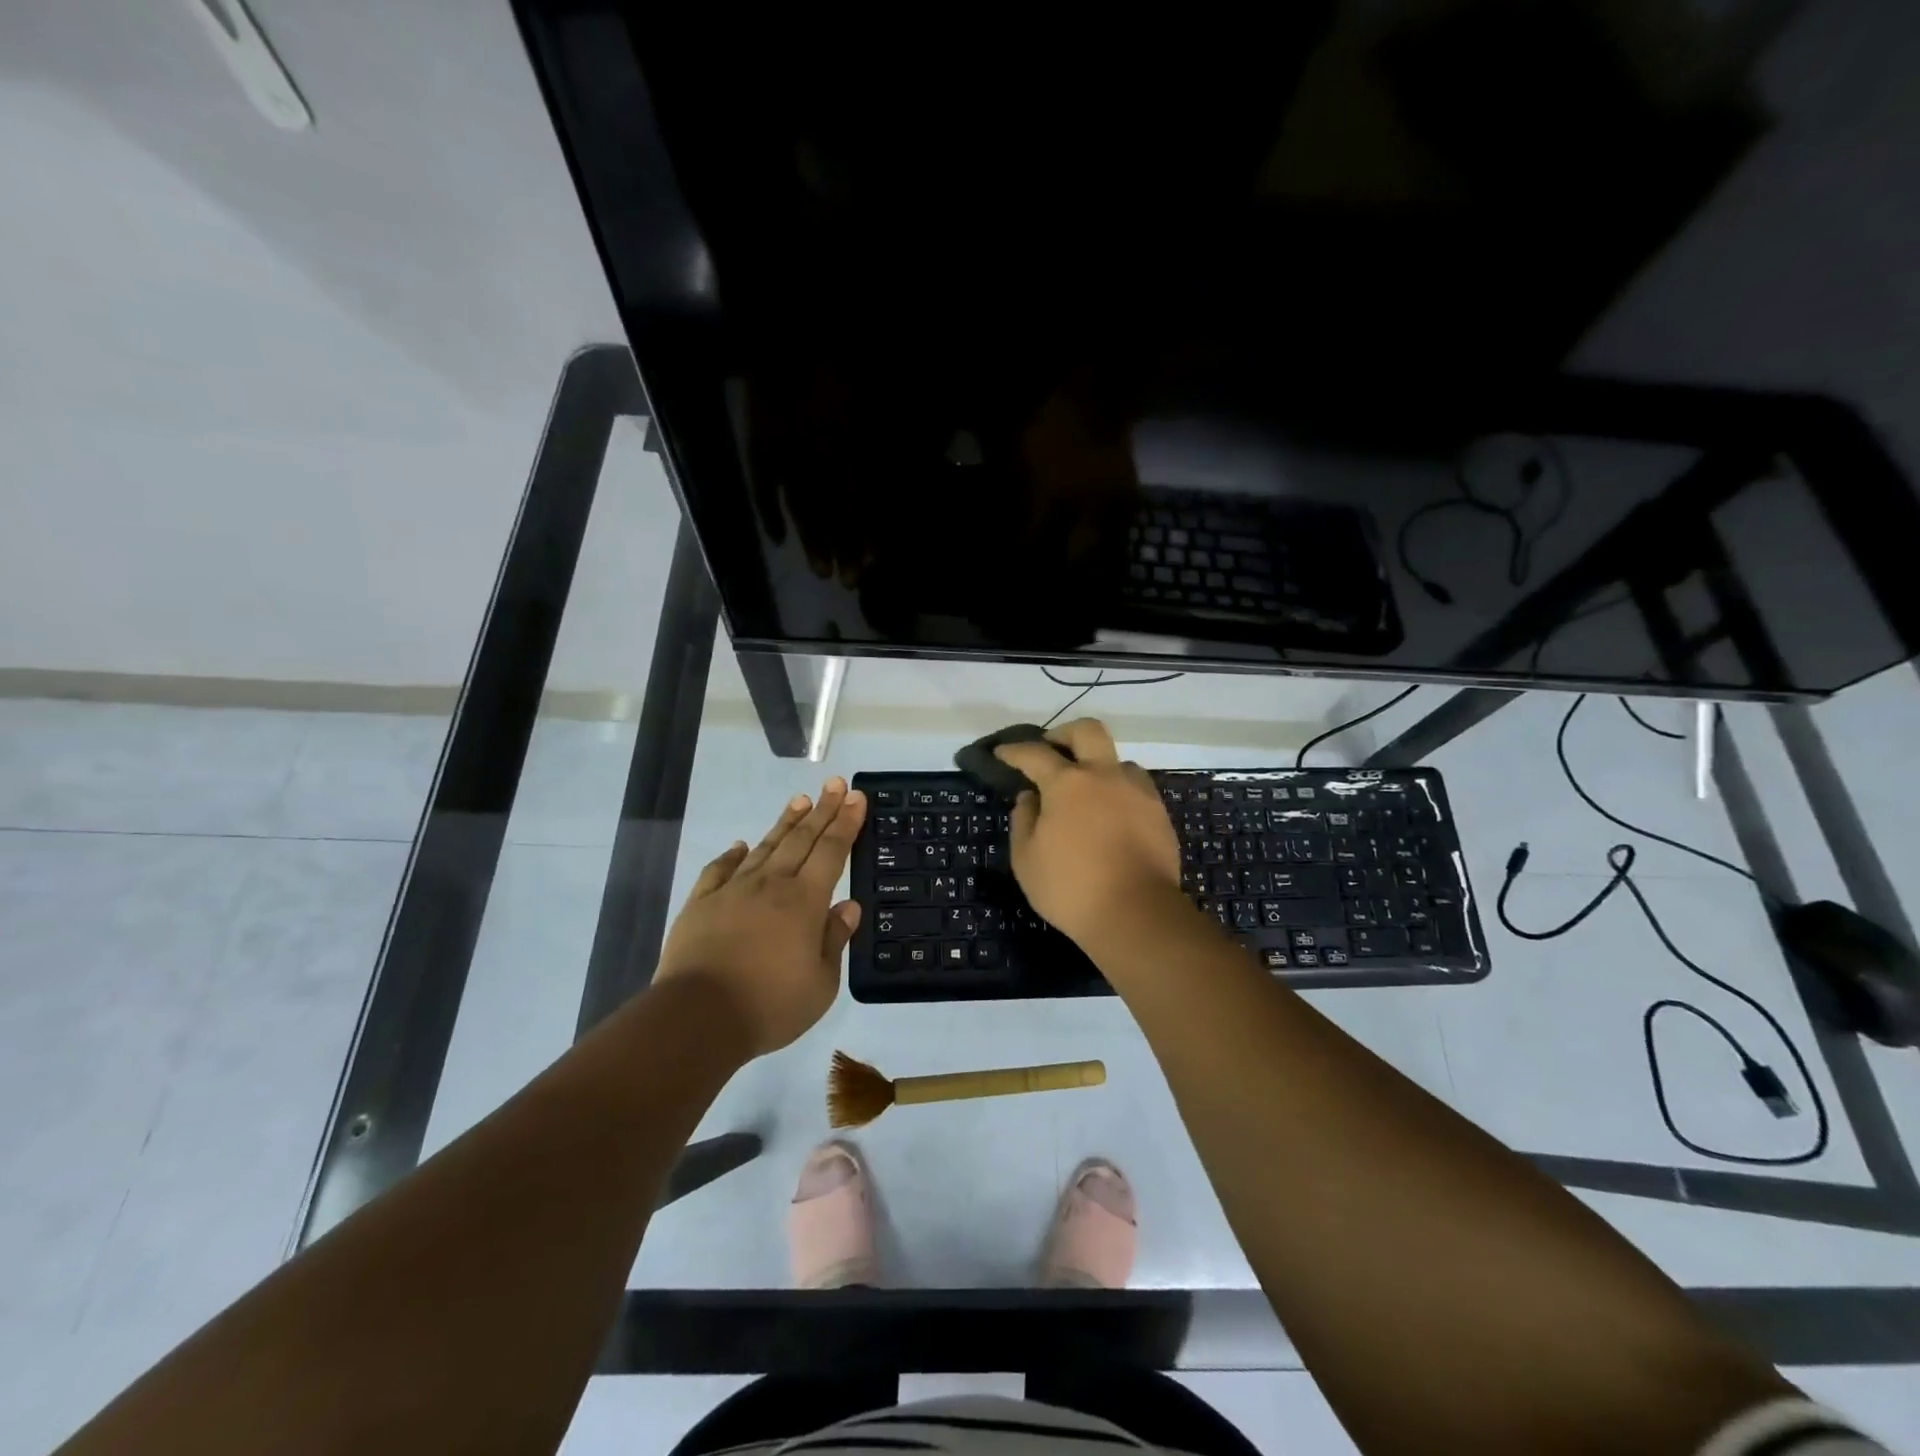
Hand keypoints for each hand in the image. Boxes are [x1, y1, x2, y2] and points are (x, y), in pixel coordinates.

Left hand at [655, 778, 865, 1057]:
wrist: (698, 1018)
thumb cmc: (770, 1005)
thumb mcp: (820, 983)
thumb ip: (834, 939)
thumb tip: (848, 905)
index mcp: (804, 901)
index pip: (831, 851)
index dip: (846, 822)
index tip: (856, 796)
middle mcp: (771, 885)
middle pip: (801, 839)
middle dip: (822, 809)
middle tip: (834, 784)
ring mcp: (733, 891)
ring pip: (765, 847)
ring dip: (785, 822)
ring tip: (799, 800)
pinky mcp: (701, 904)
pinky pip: (720, 870)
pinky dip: (733, 855)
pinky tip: (740, 845)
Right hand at [994, 719, 1182, 945]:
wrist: (1137, 914)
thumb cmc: (1071, 888)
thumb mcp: (1026, 859)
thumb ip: (1023, 820)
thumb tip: (1030, 797)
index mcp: (1067, 783)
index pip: (1034, 753)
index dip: (1014, 750)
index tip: (1002, 753)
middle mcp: (1105, 775)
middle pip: (1087, 731)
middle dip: (1064, 733)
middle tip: (1051, 749)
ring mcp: (1137, 792)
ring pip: (1118, 760)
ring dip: (1098, 765)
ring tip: (1086, 790)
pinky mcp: (1159, 813)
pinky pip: (1136, 787)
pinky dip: (1118, 791)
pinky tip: (1110, 815)